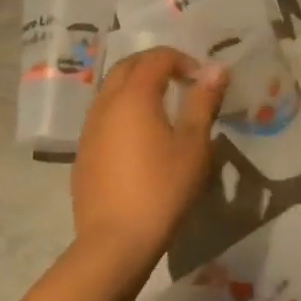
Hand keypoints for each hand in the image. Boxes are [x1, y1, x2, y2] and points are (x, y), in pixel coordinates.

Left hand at [70, 47, 227, 275]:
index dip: (182, 59)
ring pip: (111, 90)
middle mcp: (105, 104)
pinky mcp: (83, 153)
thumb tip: (216, 68)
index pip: (156, 58)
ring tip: (163, 107)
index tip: (202, 79)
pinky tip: (141, 138)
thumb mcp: (194, 144)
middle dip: (155, 65)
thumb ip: (203, 101)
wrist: (115, 242)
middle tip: (182, 81)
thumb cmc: (162, 189)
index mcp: (133, 96)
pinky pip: (103, 116)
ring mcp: (89, 129)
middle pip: (127, 67)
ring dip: (137, 86)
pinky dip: (124, 110)